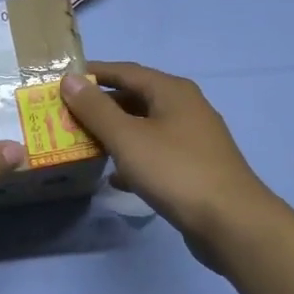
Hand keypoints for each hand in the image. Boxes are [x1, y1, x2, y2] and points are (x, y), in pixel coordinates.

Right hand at [59, 63, 275, 270]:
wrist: (232, 222)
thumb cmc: (176, 171)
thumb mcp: (128, 137)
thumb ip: (96, 108)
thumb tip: (70, 80)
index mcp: (171, 91)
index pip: (124, 71)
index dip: (92, 74)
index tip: (61, 81)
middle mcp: (185, 107)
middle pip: (135, 98)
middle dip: (100, 106)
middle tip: (67, 116)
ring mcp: (193, 138)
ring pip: (144, 127)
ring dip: (114, 133)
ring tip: (83, 143)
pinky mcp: (195, 167)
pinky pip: (155, 153)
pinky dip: (133, 159)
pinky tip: (114, 177)